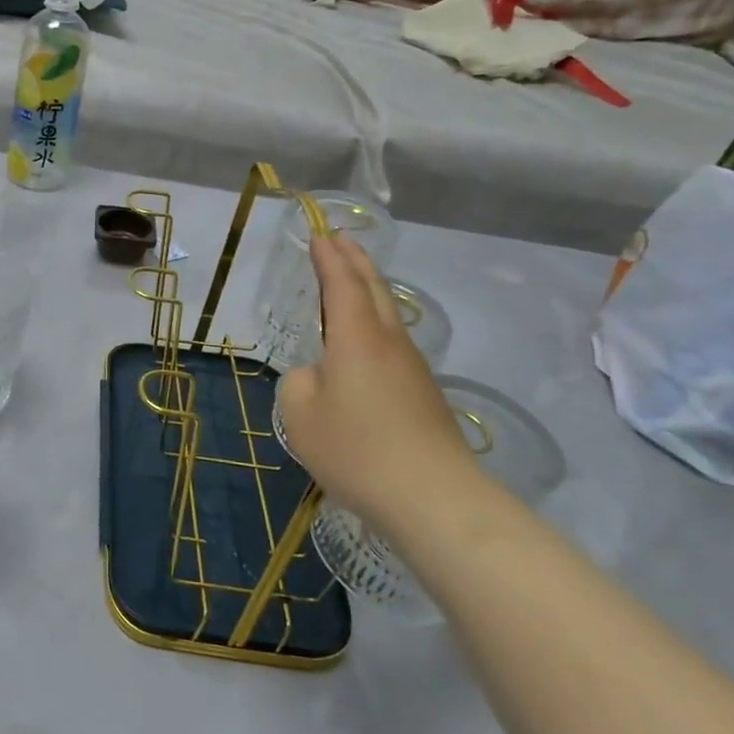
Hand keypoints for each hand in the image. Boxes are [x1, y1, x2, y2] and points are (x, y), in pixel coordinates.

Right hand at [275, 234, 479, 532]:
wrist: (433, 498)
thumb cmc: (357, 450)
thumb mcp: (300, 416)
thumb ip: (300, 384)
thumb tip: (318, 377)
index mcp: (357, 339)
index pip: (343, 285)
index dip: (329, 258)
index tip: (319, 234)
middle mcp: (389, 343)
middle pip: (376, 289)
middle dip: (356, 261)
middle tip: (340, 240)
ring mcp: (412, 368)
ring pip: (389, 314)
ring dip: (370, 289)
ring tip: (353, 280)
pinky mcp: (423, 394)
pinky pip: (394, 342)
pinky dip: (377, 322)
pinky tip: (367, 340)